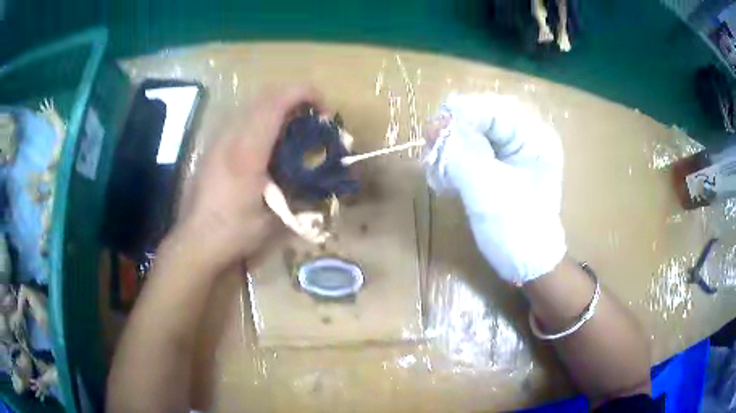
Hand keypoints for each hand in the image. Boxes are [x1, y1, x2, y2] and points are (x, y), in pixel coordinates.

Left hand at [178, 86, 322, 271]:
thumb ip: (298, 191)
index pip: (276, 104)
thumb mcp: (274, 218)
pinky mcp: (212, 148)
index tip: (324, 109)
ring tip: (292, 130)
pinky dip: (260, 120)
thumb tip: (316, 176)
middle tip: (312, 119)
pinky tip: (267, 145)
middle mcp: (230, 137)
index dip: (304, 94)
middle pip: (264, 97)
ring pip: (250, 106)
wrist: (195, 242)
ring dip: (276, 108)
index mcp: (247, 151)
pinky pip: (240, 120)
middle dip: (293, 98)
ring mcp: (218, 140)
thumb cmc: (234, 232)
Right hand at [423, 93, 565, 283]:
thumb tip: (436, 124)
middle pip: (484, 118)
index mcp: (535, 138)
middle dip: (455, 131)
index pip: (494, 110)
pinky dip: (457, 159)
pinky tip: (446, 176)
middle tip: (430, 147)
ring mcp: (515, 151)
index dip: (461, 115)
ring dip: (452, 146)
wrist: (528, 265)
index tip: (431, 130)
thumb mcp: (487, 192)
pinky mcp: (503, 165)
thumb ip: (461, 154)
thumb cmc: (516, 231)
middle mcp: (527, 137)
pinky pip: (475, 150)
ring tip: (437, 167)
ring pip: (476, 133)